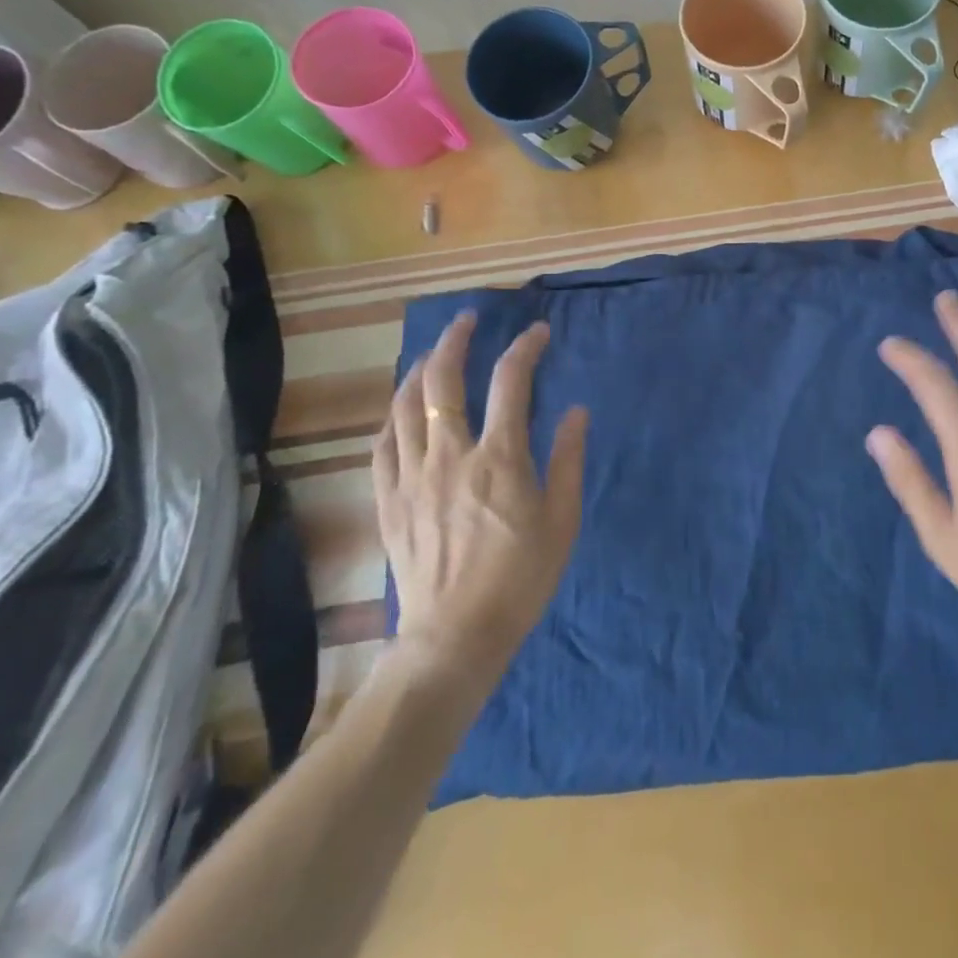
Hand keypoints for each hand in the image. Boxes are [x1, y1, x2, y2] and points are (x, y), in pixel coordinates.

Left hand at [372, 311, 587, 674]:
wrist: (455, 637)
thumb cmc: (520, 579)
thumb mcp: (561, 520)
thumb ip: (568, 460)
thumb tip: (576, 411)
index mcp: (499, 457)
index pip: (511, 381)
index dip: (525, 348)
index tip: (538, 333)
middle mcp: (451, 454)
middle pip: (443, 378)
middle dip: (456, 339)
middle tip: (468, 320)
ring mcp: (412, 476)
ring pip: (405, 404)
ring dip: (419, 368)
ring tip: (432, 354)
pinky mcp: (388, 499)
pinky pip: (382, 443)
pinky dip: (392, 415)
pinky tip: (400, 408)